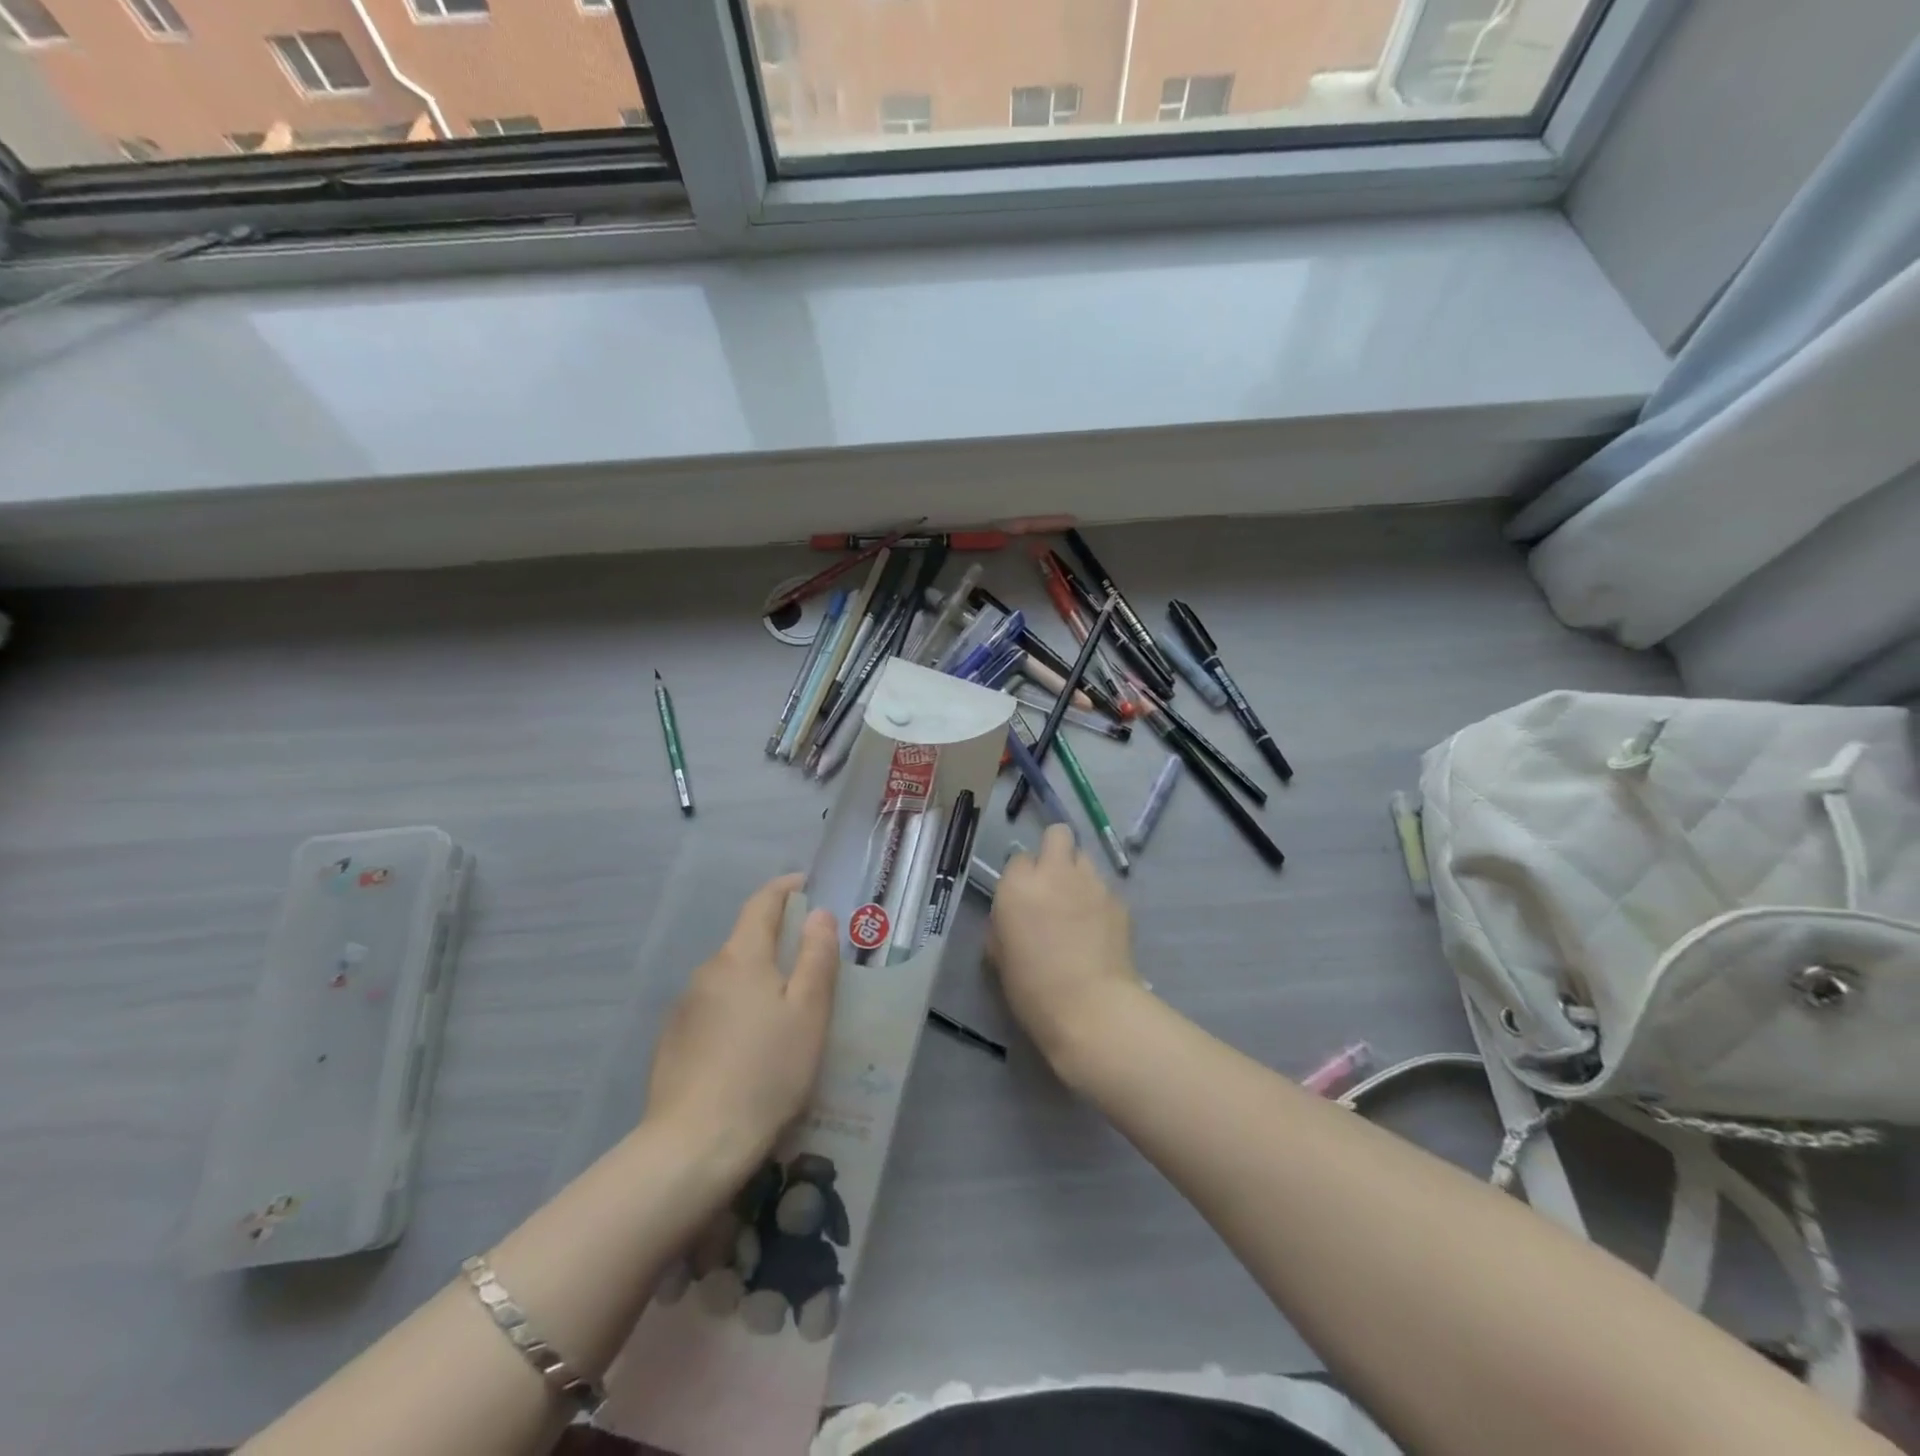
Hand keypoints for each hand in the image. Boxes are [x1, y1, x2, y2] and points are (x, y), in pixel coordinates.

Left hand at [646, 875, 838, 1162]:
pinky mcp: (672, 1040)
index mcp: (742, 957)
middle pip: (746, 942)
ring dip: (757, 982)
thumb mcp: (809, 1013)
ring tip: (785, 1016)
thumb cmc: (766, 1072)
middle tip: (811, 966)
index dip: (786, 889)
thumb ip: (817, 957)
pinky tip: (750, 1049)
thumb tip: (819, 914)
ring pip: (730, 978)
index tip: (807, 885)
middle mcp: (707, 971)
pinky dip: (736, 1011)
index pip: (762, 903)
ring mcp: (684, 1006)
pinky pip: (713, 1009)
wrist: (694, 1145)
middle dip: (777, 942)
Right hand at [988, 823, 1145, 1076]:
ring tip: (1078, 906)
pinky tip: (1098, 929)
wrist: (1090, 1008)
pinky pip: (1105, 888)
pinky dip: (1099, 901)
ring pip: (1085, 859)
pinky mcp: (1119, 901)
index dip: (1022, 876)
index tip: (1023, 897)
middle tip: (1053, 881)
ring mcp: (1092, 883)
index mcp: (1019, 884)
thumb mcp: (1000, 954)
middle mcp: (1055, 872)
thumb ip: (1004, 921)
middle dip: (1055, 849)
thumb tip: (1016, 914)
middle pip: (1058, 834)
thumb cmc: (1033, 988)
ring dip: (1078, 874)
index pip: (1018, 857)